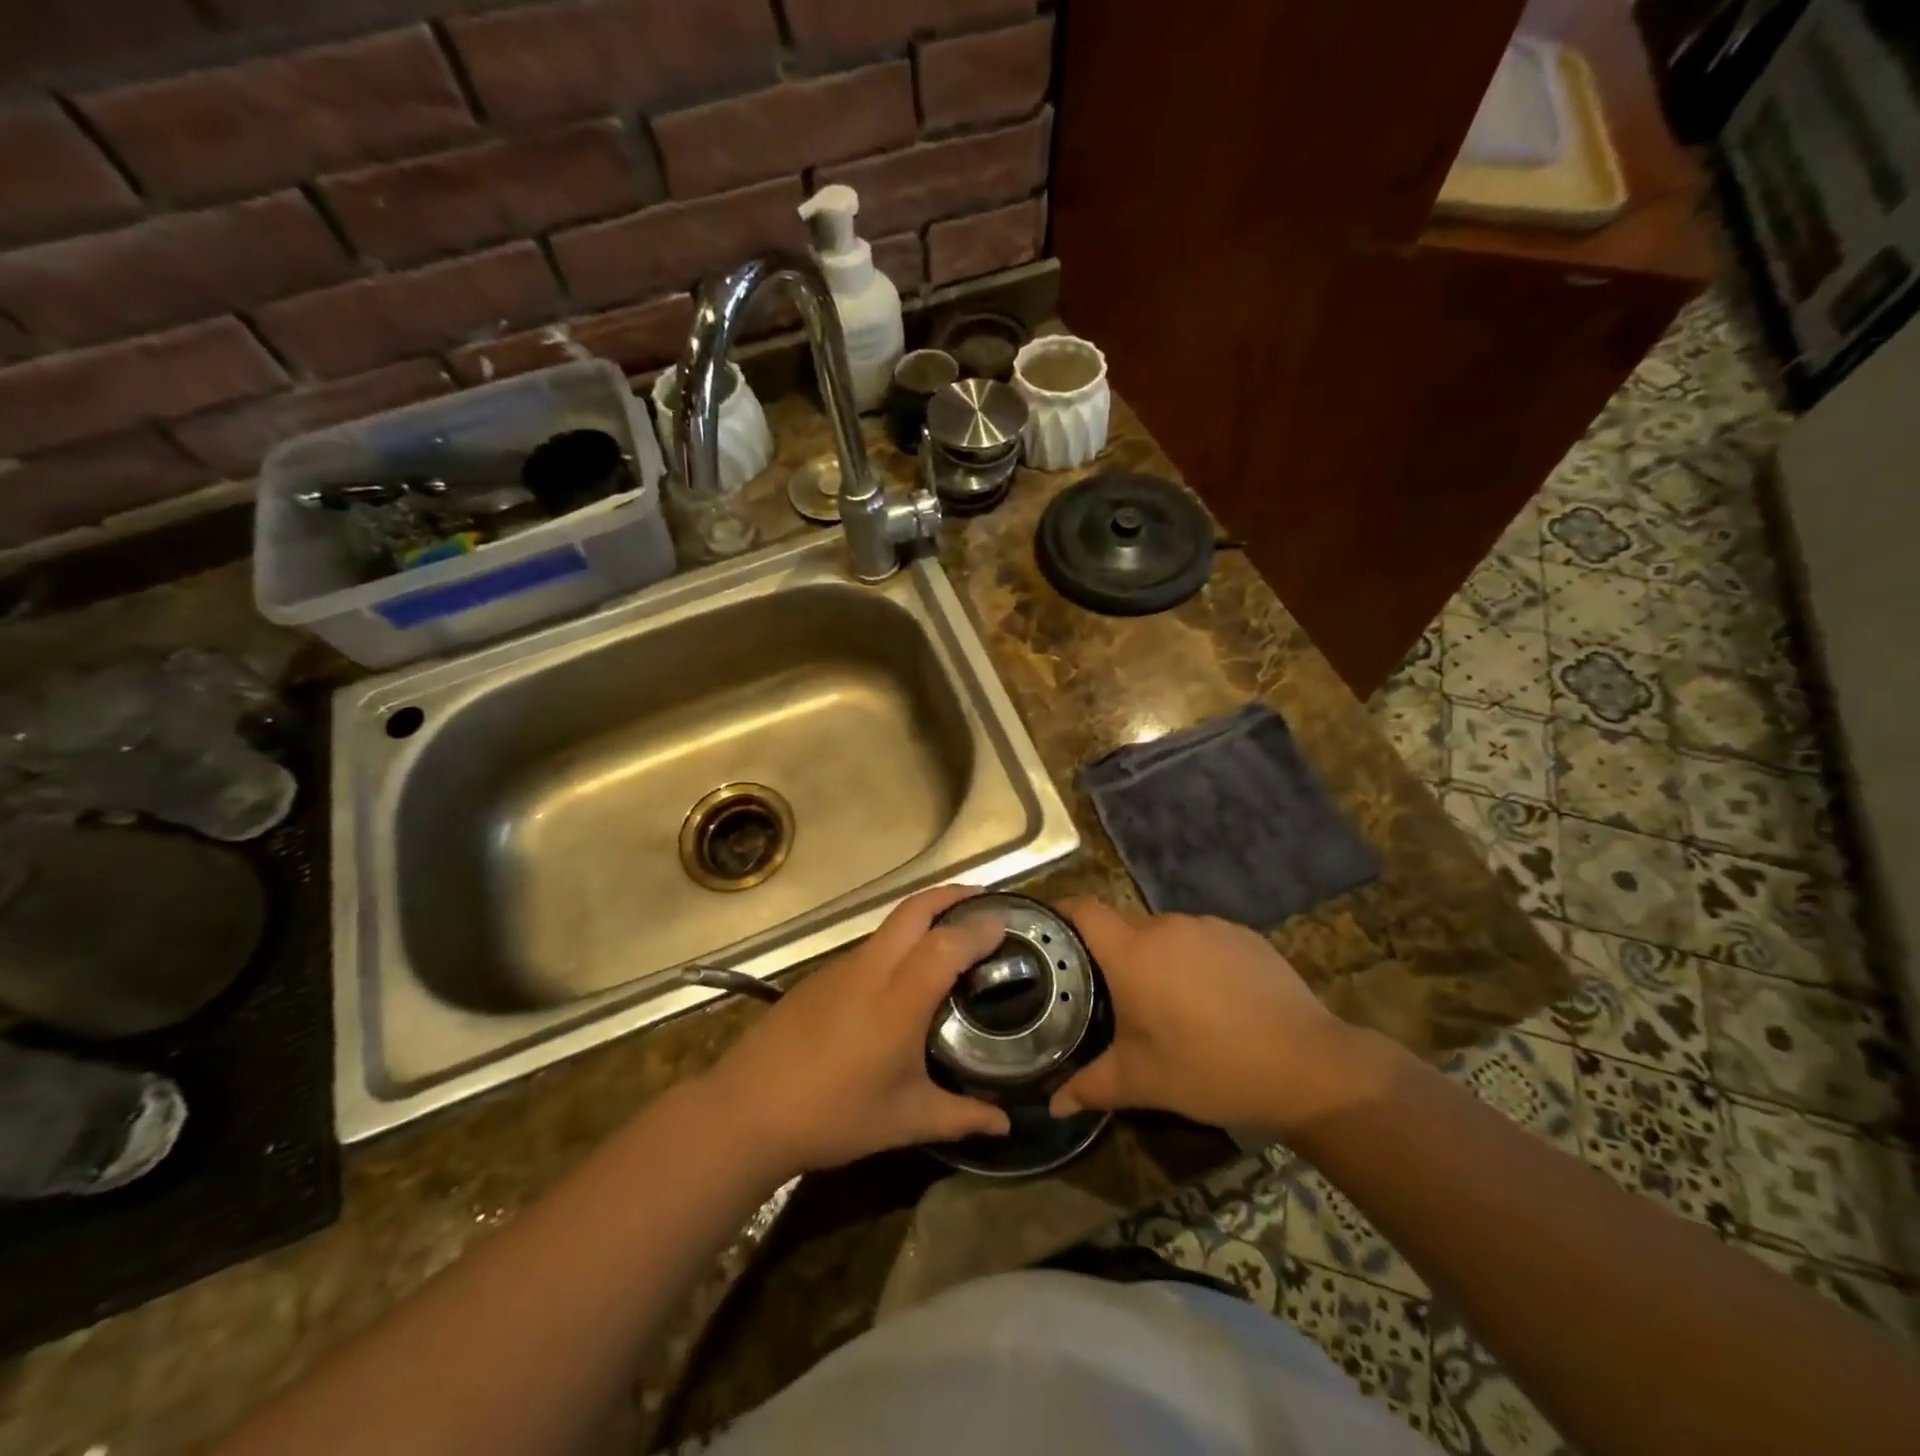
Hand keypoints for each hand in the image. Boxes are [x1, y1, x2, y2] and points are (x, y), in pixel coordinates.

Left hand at [701, 887, 1010, 1179]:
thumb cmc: (833, 1116)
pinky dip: (899, 940)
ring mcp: (842, 968)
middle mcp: (872, 969)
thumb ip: (960, 1117)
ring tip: (952, 933)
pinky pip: (871, 944)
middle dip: (952, 895)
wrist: (747, 1110)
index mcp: (898, 999)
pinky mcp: (821, 976)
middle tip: (984, 901)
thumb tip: (1005, 1124)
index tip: (1007, 922)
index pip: (947, 944)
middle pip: (915, 909)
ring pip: (891, 923)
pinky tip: (905, 972)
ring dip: (925, 915)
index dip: (979, 928)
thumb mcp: (904, 1121)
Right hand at [1049, 898, 1372, 1134]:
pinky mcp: (1244, 935)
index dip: (1063, 914)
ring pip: (1165, 933)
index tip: (1051, 935)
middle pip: (1123, 925)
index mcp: (1133, 953)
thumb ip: (1091, 1086)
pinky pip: (1202, 939)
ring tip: (1167, 1001)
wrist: (1308, 1066)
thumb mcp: (1143, 1082)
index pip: (1084, 909)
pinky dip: (1195, 959)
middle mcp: (1166, 926)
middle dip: (1112, 952)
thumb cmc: (1211, 1069)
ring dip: (1156, 957)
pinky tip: (1213, 1000)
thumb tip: (1053, 1104)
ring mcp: (1209, 926)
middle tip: (1111, 993)